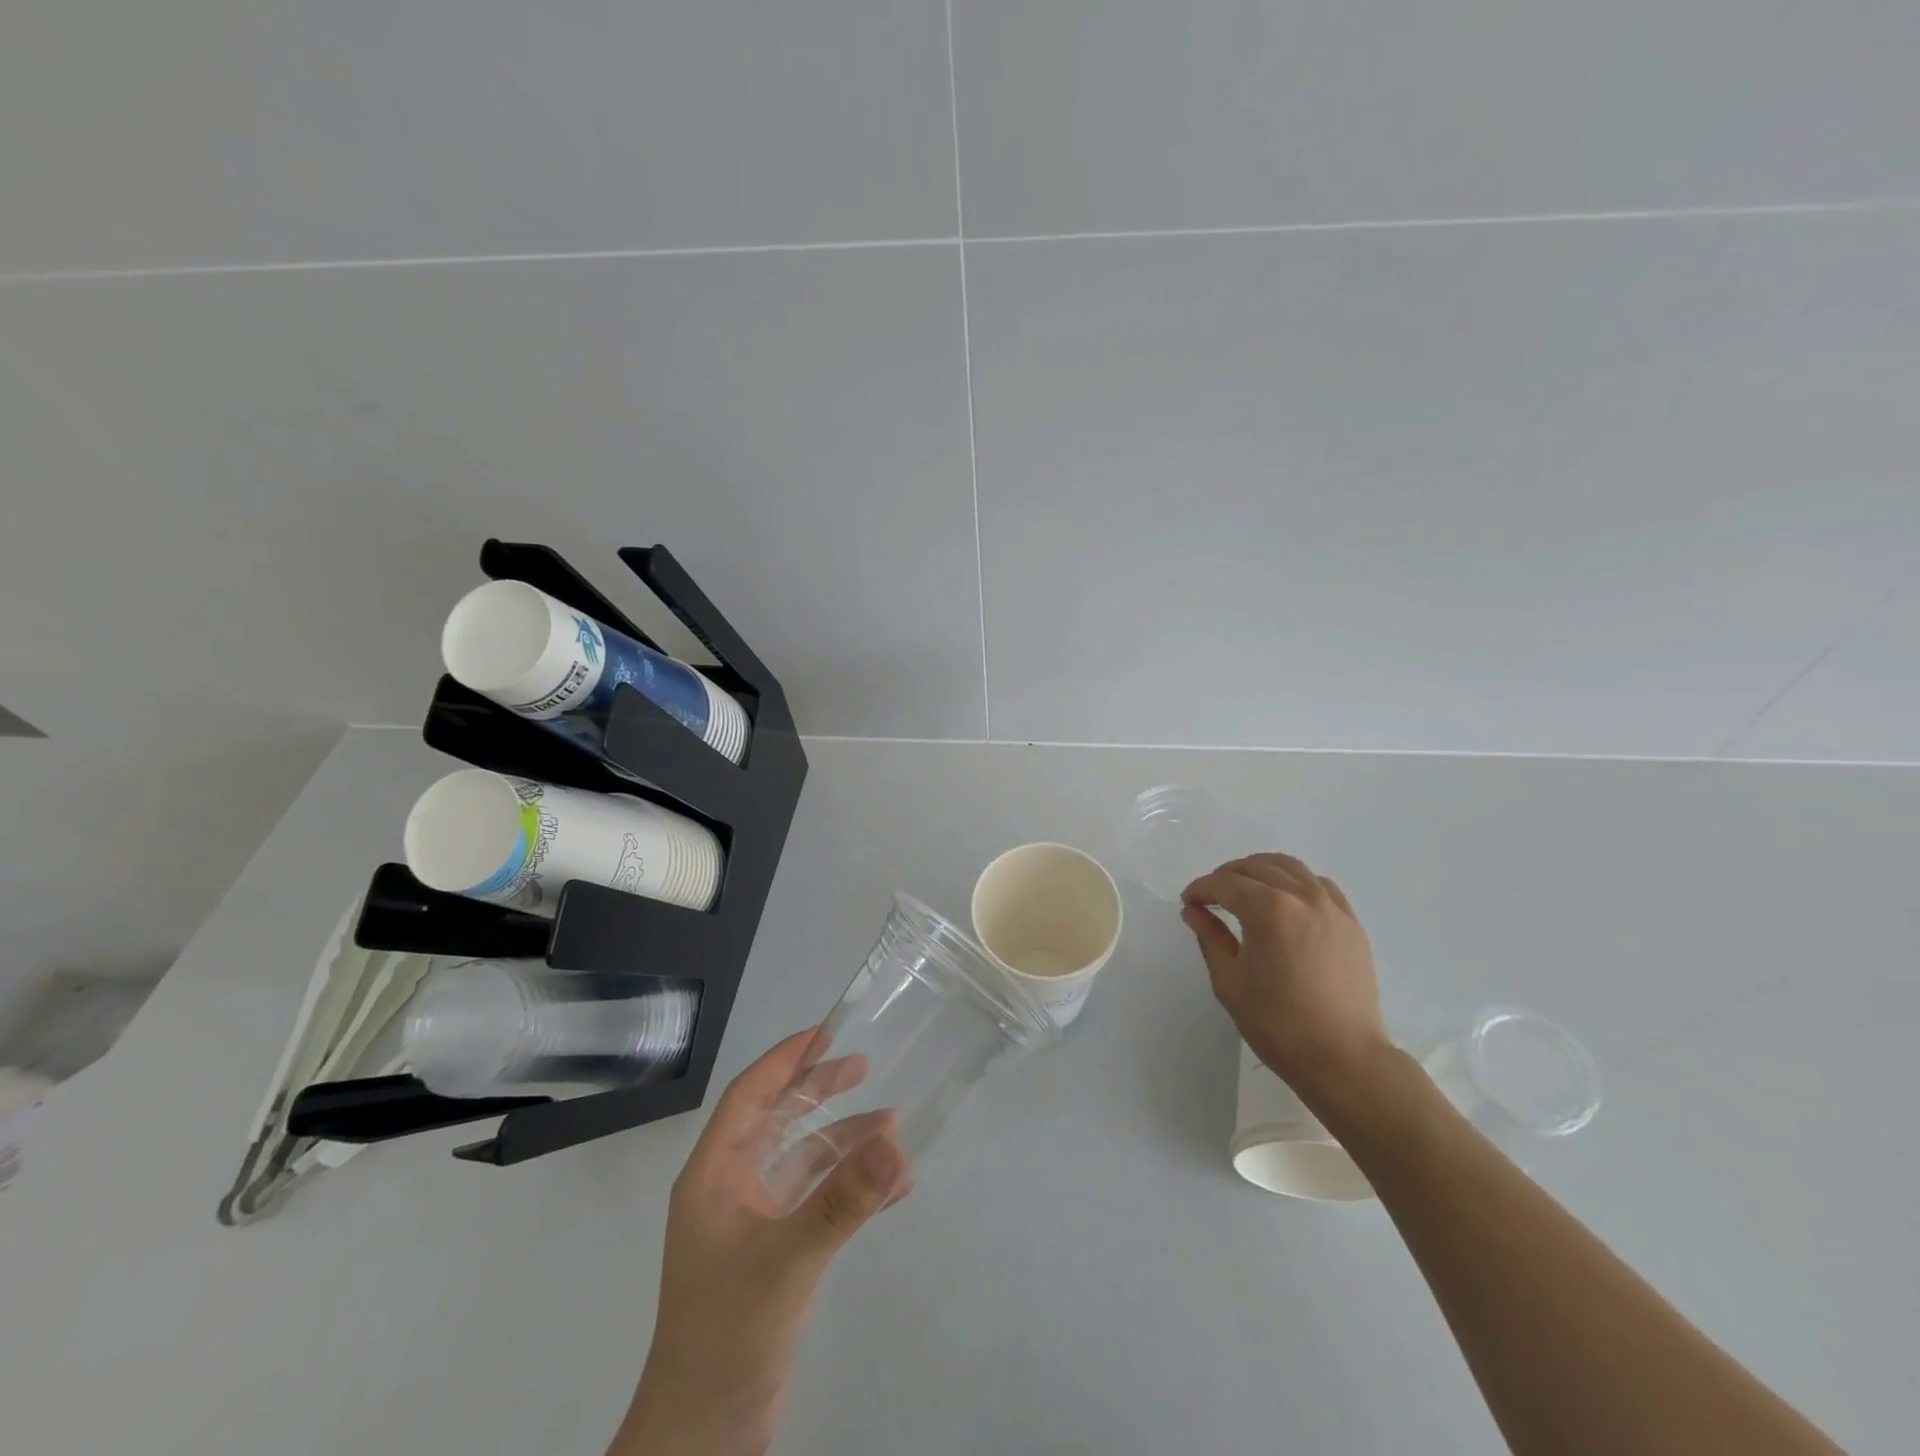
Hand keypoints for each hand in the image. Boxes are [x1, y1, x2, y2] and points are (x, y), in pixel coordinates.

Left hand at [614, 1030, 911, 1455]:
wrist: (703, 1438)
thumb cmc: (727, 1333)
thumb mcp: (788, 1261)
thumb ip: (842, 1201)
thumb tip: (894, 1139)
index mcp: (714, 1175)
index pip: (748, 1095)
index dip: (785, 1059)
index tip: (826, 1031)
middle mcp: (732, 1189)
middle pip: (778, 1120)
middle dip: (819, 1090)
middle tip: (865, 1065)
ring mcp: (753, 1222)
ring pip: (803, 1162)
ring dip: (845, 1144)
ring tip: (894, 1126)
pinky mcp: (775, 1254)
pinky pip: (817, 1203)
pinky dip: (851, 1190)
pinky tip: (893, 1188)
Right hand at [1181, 853, 1390, 1101]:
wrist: (1344, 1058)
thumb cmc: (1278, 1024)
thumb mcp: (1230, 982)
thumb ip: (1210, 937)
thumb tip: (1194, 911)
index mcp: (1268, 910)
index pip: (1224, 884)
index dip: (1201, 889)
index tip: (1188, 902)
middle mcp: (1301, 896)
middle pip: (1256, 867)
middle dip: (1226, 876)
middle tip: (1211, 897)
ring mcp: (1331, 906)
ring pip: (1289, 867)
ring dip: (1260, 871)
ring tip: (1245, 890)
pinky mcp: (1350, 922)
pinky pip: (1319, 884)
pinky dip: (1295, 882)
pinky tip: (1286, 901)